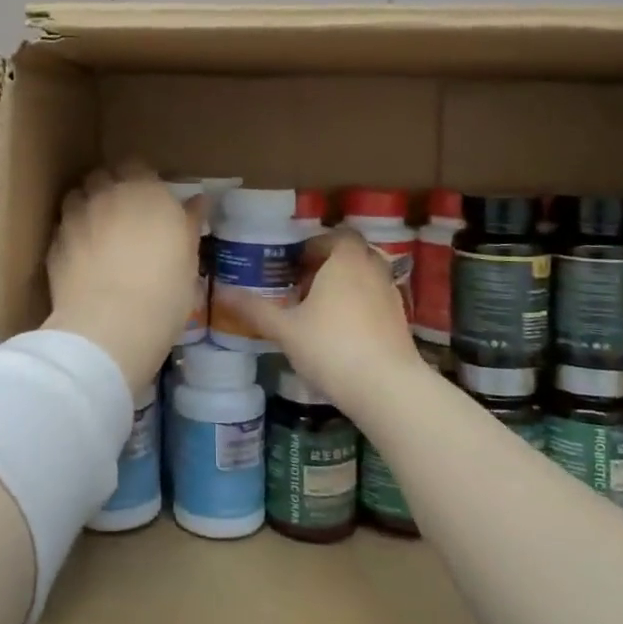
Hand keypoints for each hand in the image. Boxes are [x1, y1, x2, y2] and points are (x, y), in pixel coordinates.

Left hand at [43, 165, 202, 391]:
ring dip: (87, 206)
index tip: (150, 199)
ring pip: (77, 196)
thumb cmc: (165, 292)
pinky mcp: (54, 243)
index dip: (142, 179)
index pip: (138, 165)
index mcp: (146, 191)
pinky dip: (72, 235)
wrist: (110, 325)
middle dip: (110, 187)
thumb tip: (199, 201)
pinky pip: (63, 228)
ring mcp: (76, 217)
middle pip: (103, 175)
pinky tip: (81, 257)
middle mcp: (107, 194)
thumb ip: (190, 224)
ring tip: (98, 231)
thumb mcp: (189, 259)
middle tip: (124, 213)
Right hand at [214, 230, 426, 417]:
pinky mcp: (400, 322)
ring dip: (346, 285)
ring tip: (320, 309)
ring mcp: (391, 296)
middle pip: (353, 255)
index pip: (337, 236)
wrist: (387, 387)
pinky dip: (360, 306)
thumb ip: (255, 309)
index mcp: (345, 261)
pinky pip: (377, 300)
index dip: (316, 244)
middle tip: (303, 283)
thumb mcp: (285, 329)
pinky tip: (342, 332)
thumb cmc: (331, 347)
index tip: (295, 262)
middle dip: (329, 264)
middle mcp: (372, 270)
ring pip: (367, 278)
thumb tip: (221, 292)